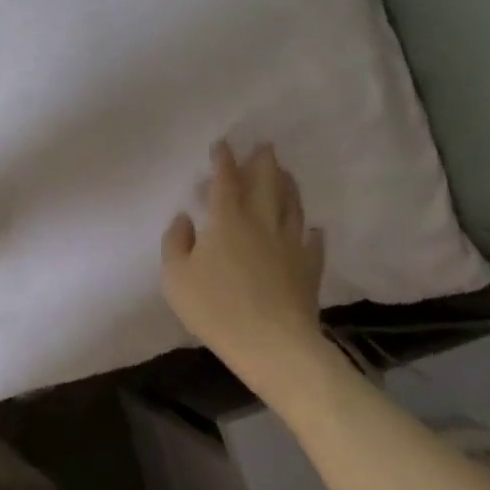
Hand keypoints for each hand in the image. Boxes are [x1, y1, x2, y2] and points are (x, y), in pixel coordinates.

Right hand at [161, 142, 327, 388]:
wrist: (273, 345)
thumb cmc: (216, 308)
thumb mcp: (176, 277)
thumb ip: (176, 242)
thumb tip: (185, 218)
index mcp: (226, 219)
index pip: (225, 180)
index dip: (223, 160)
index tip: (223, 144)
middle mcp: (261, 222)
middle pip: (265, 183)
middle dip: (263, 162)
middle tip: (264, 145)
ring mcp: (290, 244)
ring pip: (291, 205)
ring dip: (288, 185)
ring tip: (285, 172)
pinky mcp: (308, 268)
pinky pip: (312, 243)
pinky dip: (312, 232)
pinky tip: (313, 228)